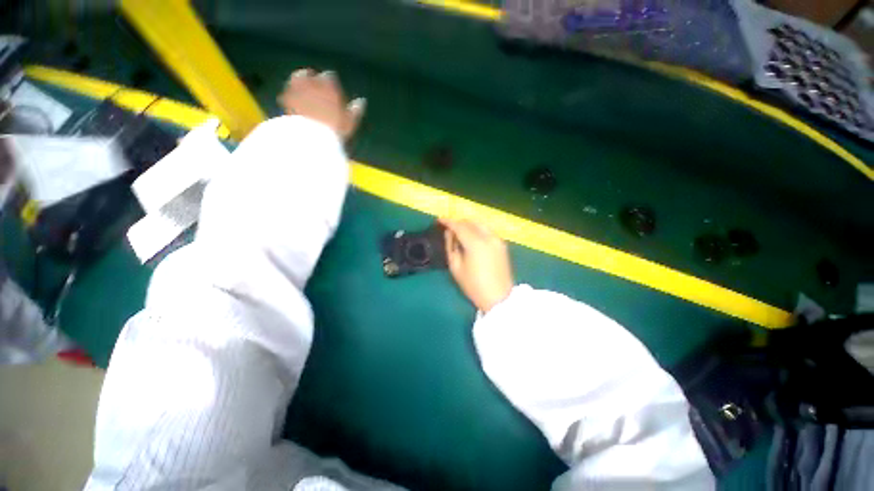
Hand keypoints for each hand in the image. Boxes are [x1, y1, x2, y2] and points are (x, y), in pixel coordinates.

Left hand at [278, 68, 364, 139]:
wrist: (311, 136)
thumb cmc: (335, 129)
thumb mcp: (350, 122)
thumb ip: (355, 110)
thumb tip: (362, 101)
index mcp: (329, 85)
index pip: (331, 77)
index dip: (332, 82)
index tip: (333, 88)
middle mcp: (312, 82)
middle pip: (312, 75)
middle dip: (314, 79)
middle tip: (316, 86)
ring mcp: (296, 88)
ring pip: (298, 79)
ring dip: (301, 82)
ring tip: (303, 89)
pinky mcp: (285, 98)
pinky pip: (287, 91)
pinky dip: (291, 93)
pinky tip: (293, 99)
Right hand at [441, 219, 513, 312]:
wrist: (499, 297)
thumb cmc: (474, 285)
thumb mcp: (456, 267)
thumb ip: (450, 246)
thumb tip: (448, 233)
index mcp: (475, 243)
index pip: (459, 226)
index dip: (448, 221)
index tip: (439, 220)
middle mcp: (488, 237)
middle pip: (470, 222)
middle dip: (458, 222)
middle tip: (448, 228)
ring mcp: (497, 239)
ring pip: (480, 224)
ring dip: (468, 224)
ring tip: (459, 232)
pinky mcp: (502, 244)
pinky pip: (487, 230)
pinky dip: (477, 229)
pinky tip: (472, 237)